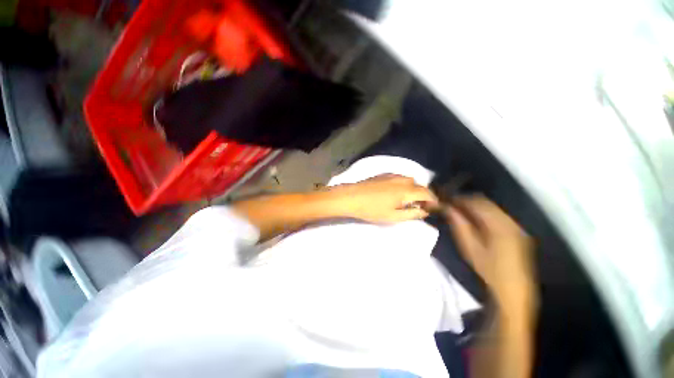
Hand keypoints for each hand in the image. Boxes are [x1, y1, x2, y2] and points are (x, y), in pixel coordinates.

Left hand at [329, 174, 438, 223]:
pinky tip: (397, 192)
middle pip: (419, 186)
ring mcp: (392, 175)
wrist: (352, 197)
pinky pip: (400, 178)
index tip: (432, 209)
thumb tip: (424, 211)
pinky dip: (404, 185)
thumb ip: (412, 214)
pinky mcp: (384, 174)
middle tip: (419, 207)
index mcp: (407, 190)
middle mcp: (402, 179)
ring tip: (408, 200)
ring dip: (413, 189)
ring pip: (410, 180)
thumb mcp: (393, 216)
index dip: (433, 201)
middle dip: (423, 196)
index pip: (427, 193)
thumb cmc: (372, 209)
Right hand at [445, 196, 535, 311]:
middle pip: (485, 202)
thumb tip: (447, 207)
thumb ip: (458, 224)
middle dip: (467, 201)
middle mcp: (510, 221)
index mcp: (499, 225)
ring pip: (492, 208)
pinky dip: (484, 214)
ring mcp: (515, 226)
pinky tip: (475, 221)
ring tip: (460, 213)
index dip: (460, 199)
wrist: (512, 290)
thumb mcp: (469, 246)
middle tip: (451, 206)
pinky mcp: (517, 231)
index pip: (476, 202)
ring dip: (475, 207)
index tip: (446, 201)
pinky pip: (497, 215)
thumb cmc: (488, 269)